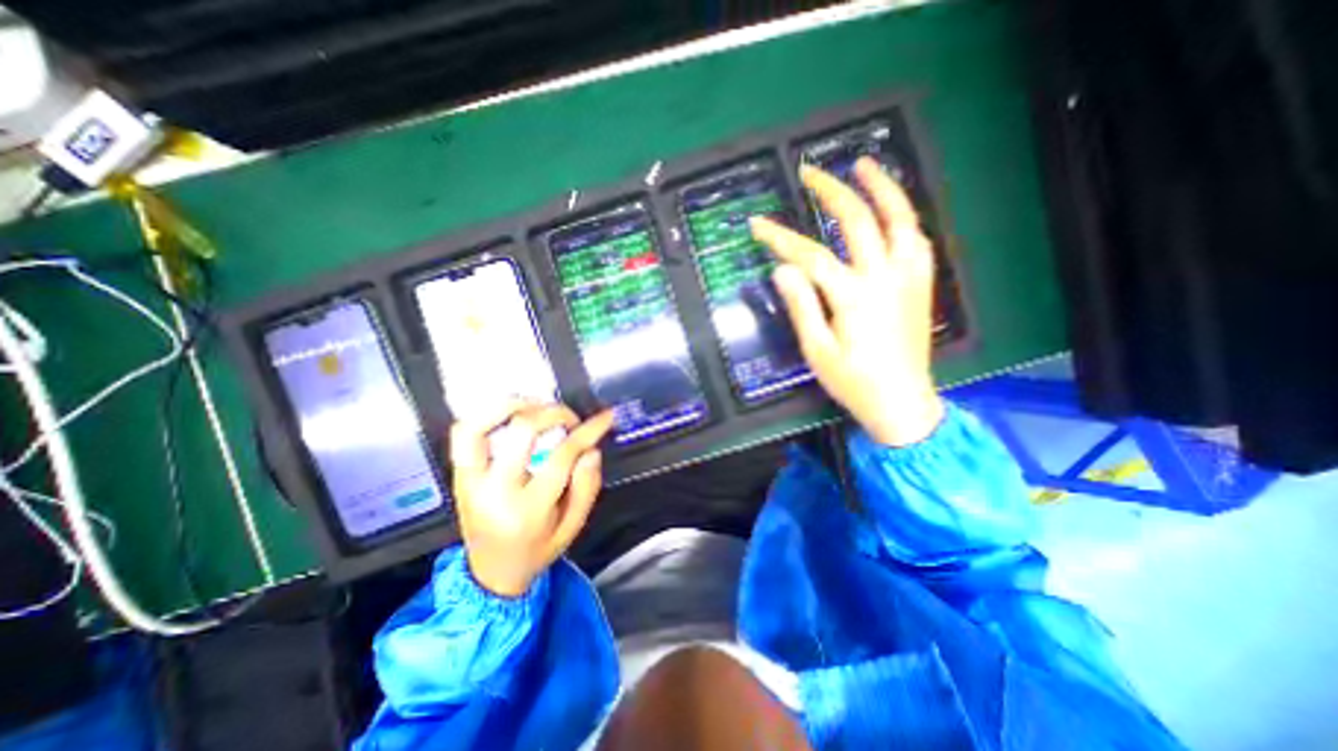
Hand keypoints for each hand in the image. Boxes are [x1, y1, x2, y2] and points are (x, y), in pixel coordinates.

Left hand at [450, 402, 614, 593]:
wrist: (491, 574)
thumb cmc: (537, 550)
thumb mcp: (572, 528)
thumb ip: (587, 488)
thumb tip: (590, 449)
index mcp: (527, 510)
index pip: (562, 456)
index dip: (588, 431)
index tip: (604, 418)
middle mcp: (494, 491)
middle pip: (522, 431)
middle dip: (554, 413)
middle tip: (571, 418)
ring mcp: (470, 481)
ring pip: (480, 426)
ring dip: (511, 405)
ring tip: (536, 404)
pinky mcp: (459, 475)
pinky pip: (463, 434)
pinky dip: (486, 415)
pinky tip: (510, 414)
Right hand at [752, 154, 937, 445]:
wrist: (902, 403)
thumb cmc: (854, 382)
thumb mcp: (818, 352)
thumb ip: (802, 307)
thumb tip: (782, 270)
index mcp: (854, 297)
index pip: (811, 256)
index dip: (781, 238)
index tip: (758, 224)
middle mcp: (884, 278)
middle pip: (857, 222)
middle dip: (831, 191)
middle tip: (810, 172)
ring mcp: (908, 277)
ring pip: (900, 219)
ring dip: (882, 187)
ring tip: (864, 165)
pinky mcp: (921, 284)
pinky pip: (917, 239)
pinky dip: (904, 216)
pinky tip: (892, 209)